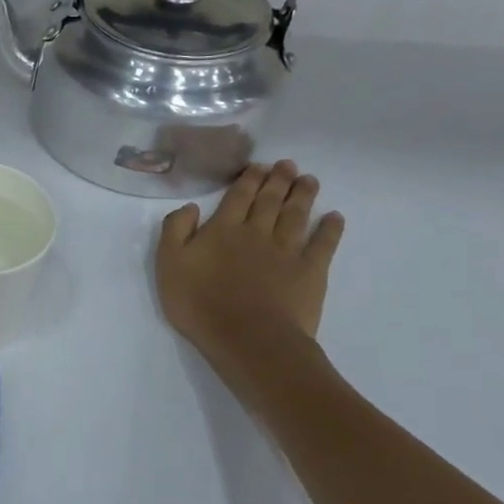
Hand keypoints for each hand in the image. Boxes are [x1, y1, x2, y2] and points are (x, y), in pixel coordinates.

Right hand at [157, 161, 344, 356]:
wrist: (248, 338)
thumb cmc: (200, 303)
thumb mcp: (169, 265)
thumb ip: (175, 231)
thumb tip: (190, 207)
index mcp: (222, 230)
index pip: (237, 196)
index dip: (248, 179)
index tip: (258, 165)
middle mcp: (256, 232)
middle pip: (269, 200)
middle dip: (278, 180)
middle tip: (287, 165)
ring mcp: (287, 251)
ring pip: (296, 215)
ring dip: (302, 195)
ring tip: (309, 180)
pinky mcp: (310, 272)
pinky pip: (323, 244)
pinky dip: (330, 229)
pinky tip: (335, 217)